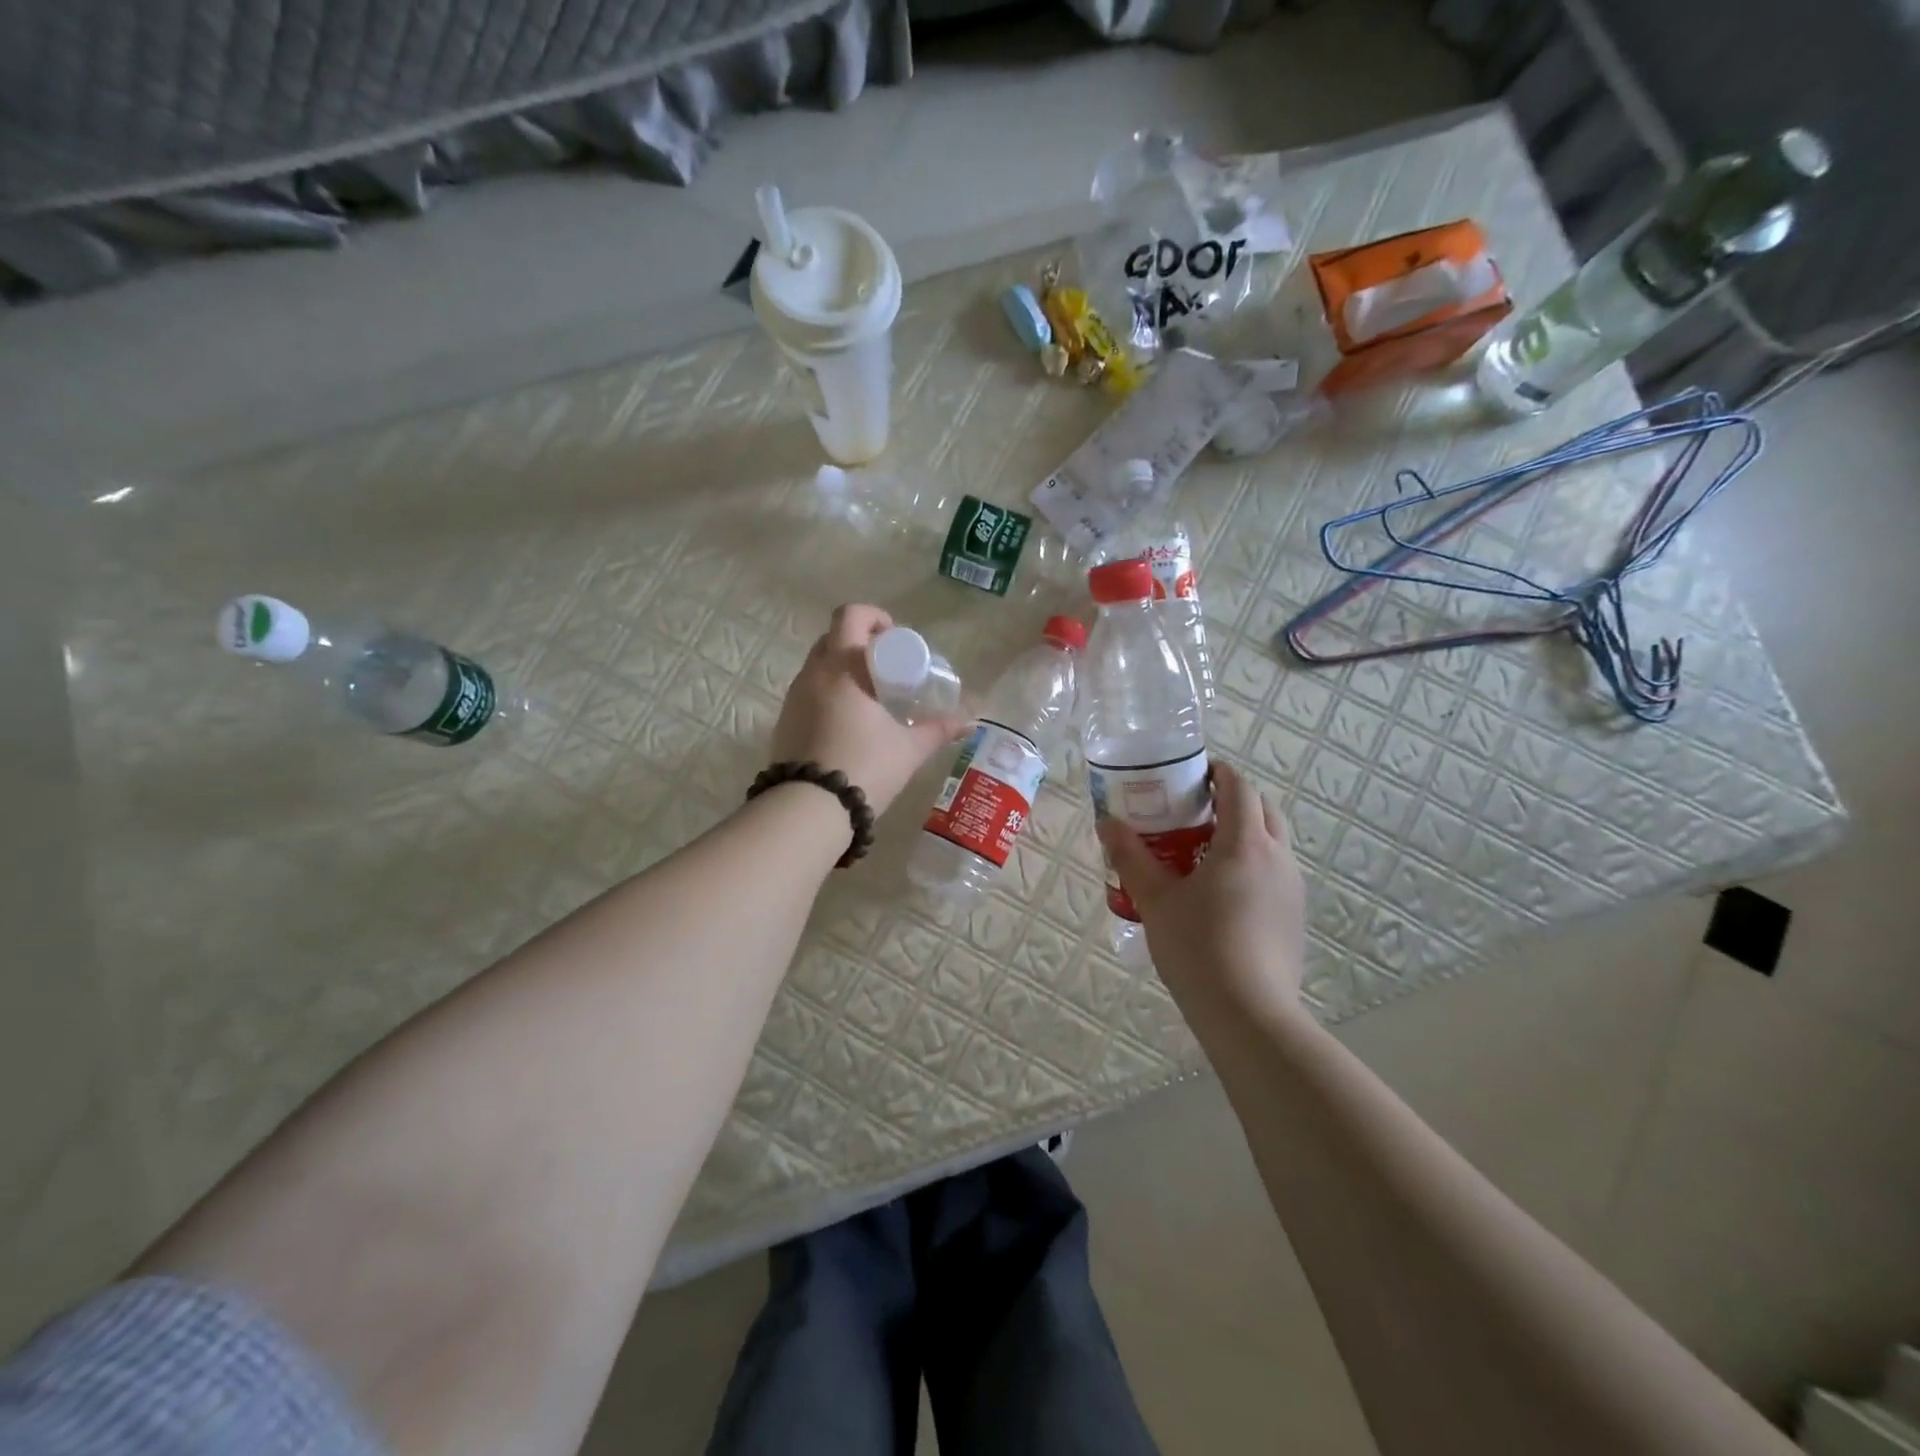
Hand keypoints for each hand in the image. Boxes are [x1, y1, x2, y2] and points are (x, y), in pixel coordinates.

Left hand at [769, 604, 969, 814]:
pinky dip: (829, 693)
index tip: (895, 640)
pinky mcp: (784, 722)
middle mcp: (813, 674)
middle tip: (887, 666)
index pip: (851, 616)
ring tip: (870, 697)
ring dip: (843, 669)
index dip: (875, 618)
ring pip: (818, 665)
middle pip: (832, 637)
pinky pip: (808, 692)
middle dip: (859, 642)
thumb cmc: (864, 768)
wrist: (808, 809)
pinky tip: (849, 723)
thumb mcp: (908, 749)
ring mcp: (793, 698)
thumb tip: (969, 721)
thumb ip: (938, 730)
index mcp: (842, 667)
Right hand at [1098, 760, 1306, 1021]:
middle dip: (1232, 800)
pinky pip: (1274, 872)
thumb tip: (1107, 823)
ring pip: (1272, 842)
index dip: (1218, 773)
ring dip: (1243, 833)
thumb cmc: (1199, 948)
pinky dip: (1251, 863)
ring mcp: (1292, 889)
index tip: (1192, 774)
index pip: (1240, 788)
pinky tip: (1220, 893)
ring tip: (1202, 851)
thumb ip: (1130, 857)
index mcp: (1246, 844)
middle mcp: (1278, 858)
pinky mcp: (1294, 917)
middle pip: (1262, 809)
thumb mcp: (1155, 900)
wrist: (1249, 1015)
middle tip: (1193, 811)